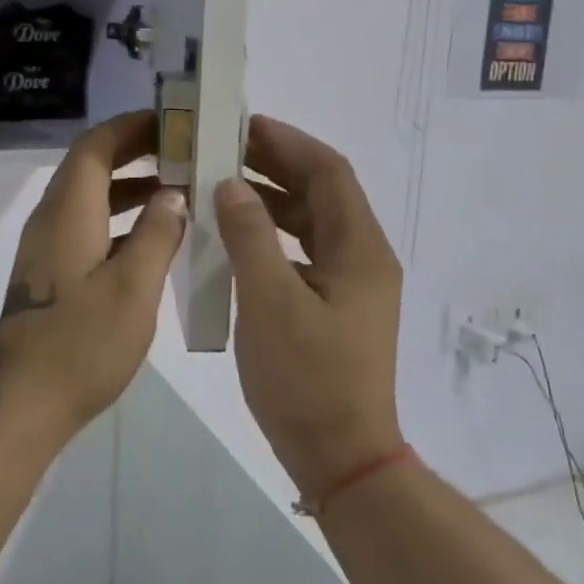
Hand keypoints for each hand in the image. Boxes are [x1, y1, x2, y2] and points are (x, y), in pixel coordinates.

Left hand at [0, 111, 188, 428]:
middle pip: (90, 166)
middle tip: (183, 149)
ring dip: (128, 185)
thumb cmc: (82, 343)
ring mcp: (45, 247)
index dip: (131, 127)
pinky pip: (85, 224)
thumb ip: (157, 234)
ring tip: (177, 187)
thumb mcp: (133, 288)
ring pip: (88, 197)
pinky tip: (152, 236)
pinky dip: (118, 217)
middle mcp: (50, 219)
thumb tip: (173, 194)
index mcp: (68, 212)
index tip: (172, 122)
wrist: (25, 401)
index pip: (95, 146)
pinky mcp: (49, 272)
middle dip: (134, 151)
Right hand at [214, 116, 403, 494]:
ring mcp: (351, 284)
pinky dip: (271, 234)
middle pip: (321, 192)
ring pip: (310, 221)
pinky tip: (235, 237)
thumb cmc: (307, 379)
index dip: (288, 143)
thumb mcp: (270, 302)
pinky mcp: (335, 306)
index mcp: (359, 249)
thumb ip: (249, 237)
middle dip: (275, 165)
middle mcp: (363, 257)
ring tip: (221, 184)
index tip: (242, 125)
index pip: (329, 172)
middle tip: (223, 148)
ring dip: (270, 198)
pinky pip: (303, 251)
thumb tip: (231, 185)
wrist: (341, 457)